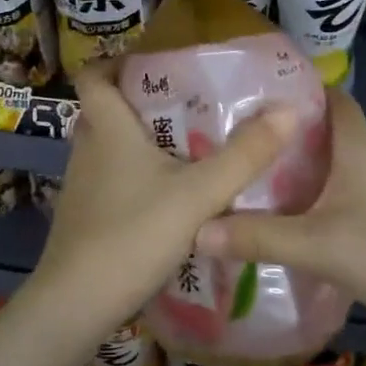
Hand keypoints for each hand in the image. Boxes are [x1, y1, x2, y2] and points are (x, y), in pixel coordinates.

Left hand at [30, 61, 296, 339]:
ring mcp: (81, 184)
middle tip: (187, 101)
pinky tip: (169, 193)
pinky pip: (111, 177)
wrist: (76, 304)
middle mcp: (87, 148)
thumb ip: (245, 155)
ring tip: (187, 144)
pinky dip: (135, 173)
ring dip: (140, 139)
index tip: (154, 62)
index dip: (116, 61)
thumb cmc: (133, 234)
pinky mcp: (85, 214)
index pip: (93, 75)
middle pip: (106, 109)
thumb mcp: (199, 194)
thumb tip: (289, 110)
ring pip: (109, 145)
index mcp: (107, 128)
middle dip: (140, 100)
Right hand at [192, 88, 365, 347]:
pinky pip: (345, 201)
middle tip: (240, 146)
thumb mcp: (316, 244)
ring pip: (336, 171)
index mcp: (359, 148)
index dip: (301, 91)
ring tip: (255, 183)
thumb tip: (195, 230)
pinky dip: (318, 204)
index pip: (334, 99)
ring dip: (303, 174)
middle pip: (329, 136)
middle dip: (288, 138)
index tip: (257, 97)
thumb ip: (256, 237)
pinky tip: (292, 226)